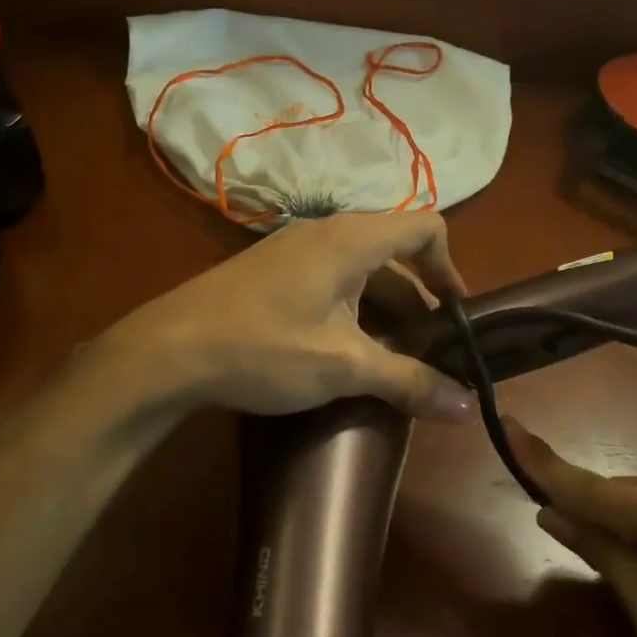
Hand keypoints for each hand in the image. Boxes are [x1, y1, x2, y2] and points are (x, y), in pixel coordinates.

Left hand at [111, 212, 478, 419]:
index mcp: (351, 239)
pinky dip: (350, 310)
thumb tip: (469, 408)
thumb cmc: (264, 348)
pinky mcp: (269, 273)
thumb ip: (409, 381)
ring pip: (358, 272)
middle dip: (418, 301)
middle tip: (429, 350)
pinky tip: (341, 353)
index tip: (458, 315)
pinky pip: (328, 281)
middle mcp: (325, 233)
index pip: (425, 228)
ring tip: (391, 359)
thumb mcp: (343, 367)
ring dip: (383, 311)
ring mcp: (292, 250)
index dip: (450, 267)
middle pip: (392, 254)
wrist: (168, 351)